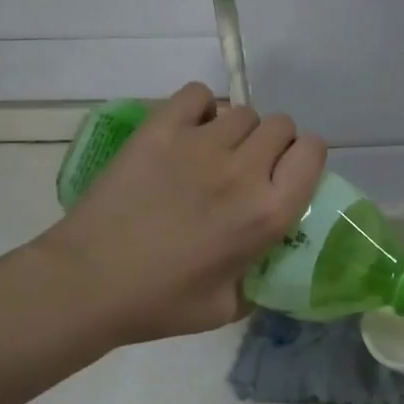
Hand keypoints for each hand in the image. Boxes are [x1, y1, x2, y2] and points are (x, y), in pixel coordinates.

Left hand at [36, 83, 326, 345]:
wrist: (89, 282)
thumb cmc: (160, 304)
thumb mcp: (228, 308)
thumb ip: (257, 281)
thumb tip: (263, 265)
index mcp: (268, 213)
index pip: (313, 152)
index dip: (304, 159)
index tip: (287, 175)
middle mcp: (244, 170)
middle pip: (281, 125)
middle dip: (273, 144)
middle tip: (249, 168)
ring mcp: (200, 144)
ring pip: (241, 111)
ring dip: (236, 130)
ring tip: (213, 153)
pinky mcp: (160, 129)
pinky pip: (197, 94)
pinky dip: (199, 108)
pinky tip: (187, 132)